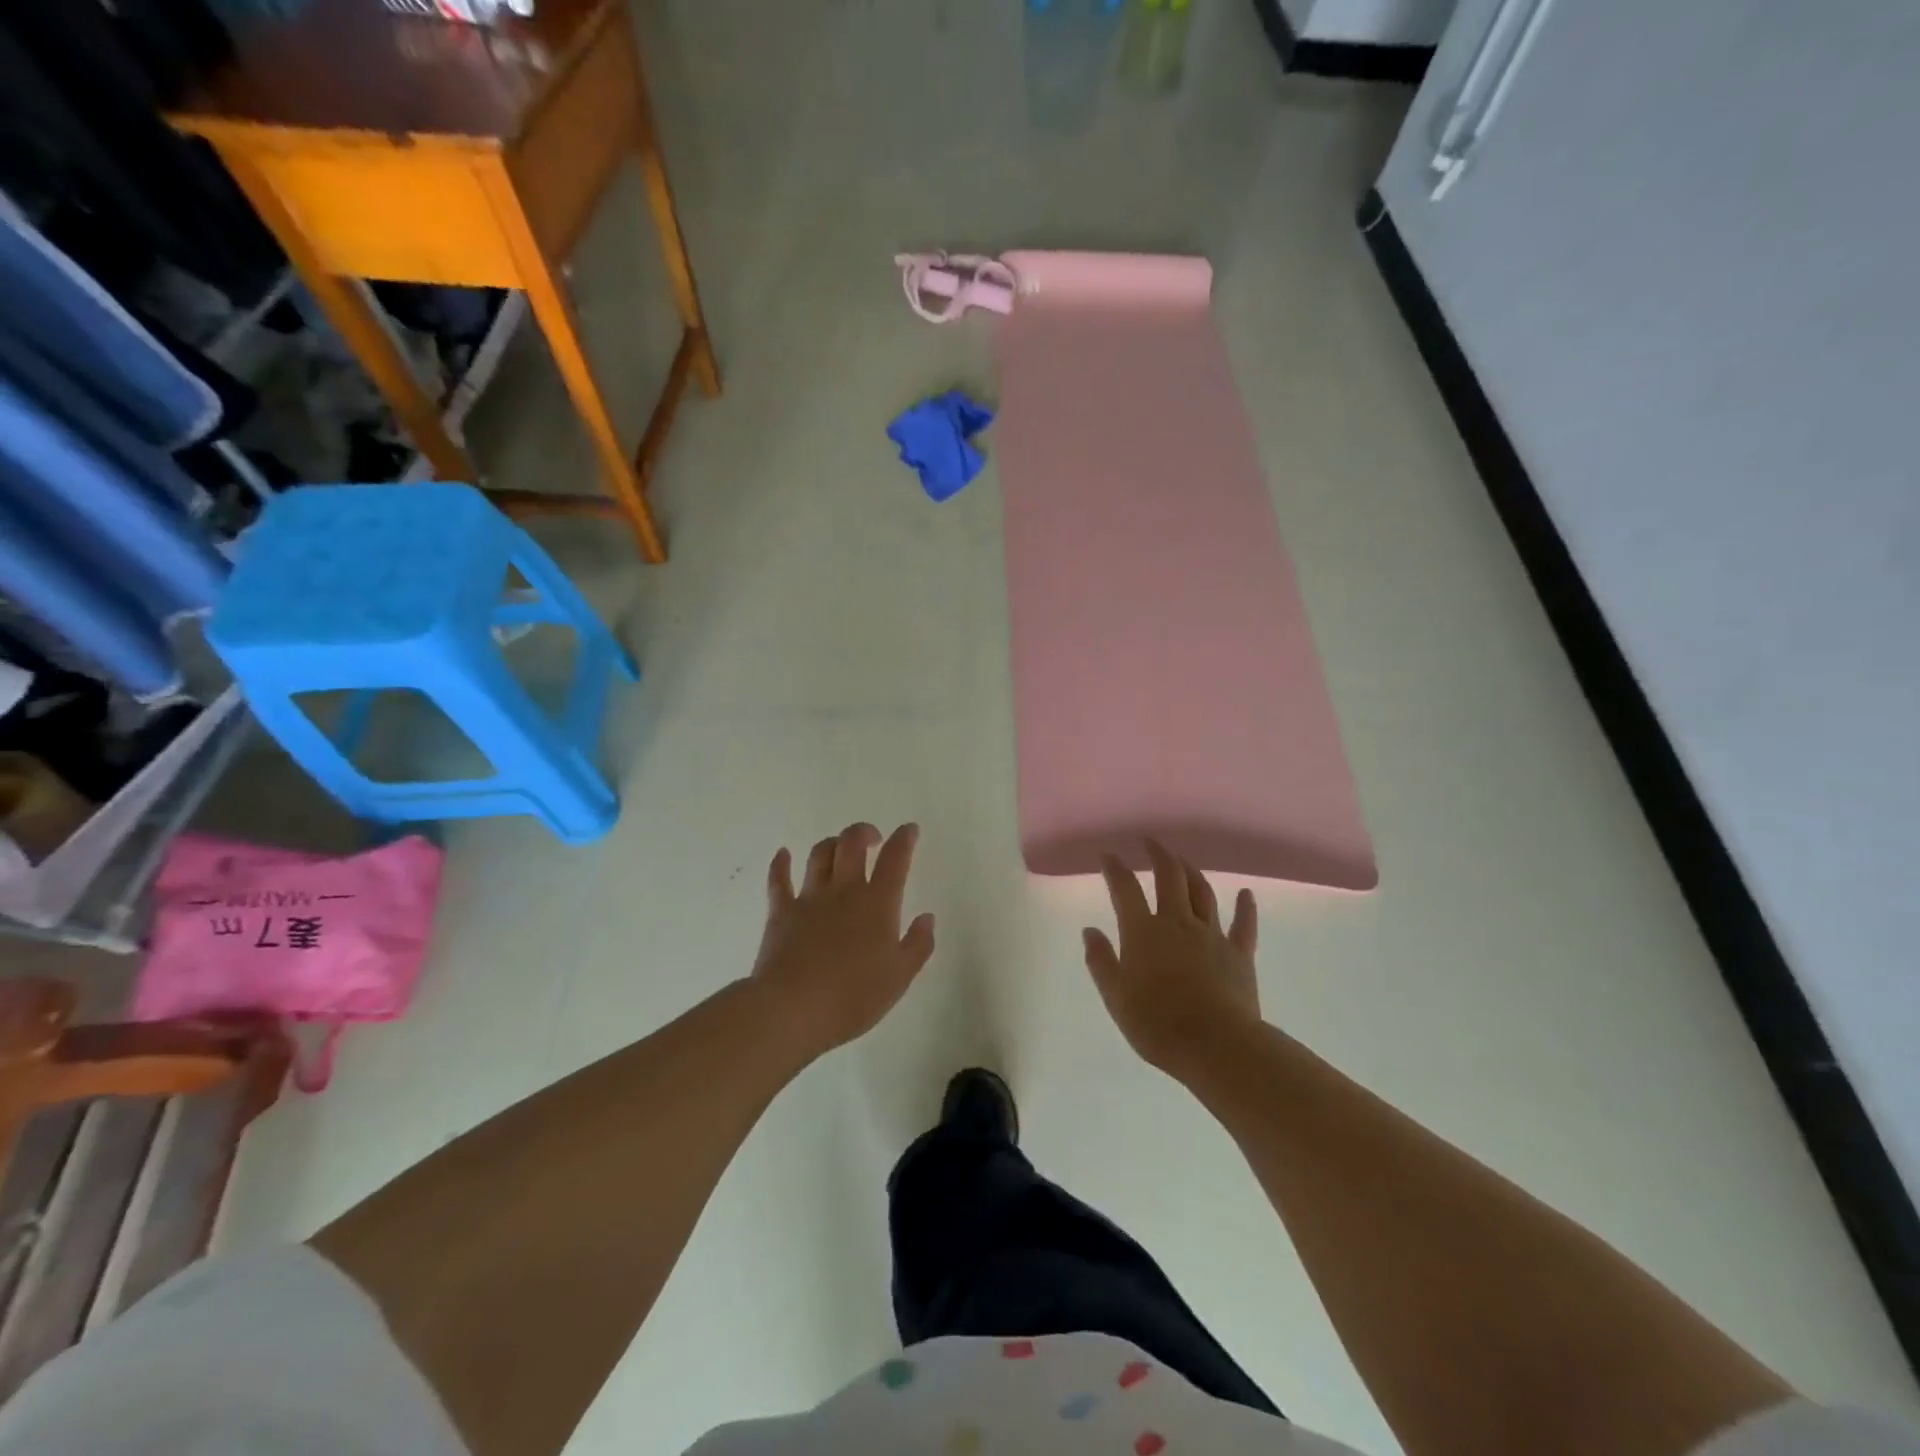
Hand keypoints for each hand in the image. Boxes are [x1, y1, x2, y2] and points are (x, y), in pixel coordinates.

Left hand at [750, 822, 935, 1057]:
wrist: (794, 1009)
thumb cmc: (854, 997)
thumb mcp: (900, 977)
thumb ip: (918, 944)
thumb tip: (927, 917)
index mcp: (878, 903)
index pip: (895, 859)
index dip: (904, 839)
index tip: (909, 830)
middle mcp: (844, 890)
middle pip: (852, 843)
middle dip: (864, 832)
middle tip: (872, 839)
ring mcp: (809, 898)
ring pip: (820, 854)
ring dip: (832, 844)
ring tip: (839, 850)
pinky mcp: (781, 912)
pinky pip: (779, 879)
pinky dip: (781, 863)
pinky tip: (783, 854)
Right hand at [1083, 840, 1262, 1079]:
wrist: (1216, 1046)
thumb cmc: (1157, 1024)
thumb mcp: (1116, 997)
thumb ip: (1101, 961)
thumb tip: (1090, 931)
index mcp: (1143, 932)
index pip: (1125, 889)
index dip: (1114, 869)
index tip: (1108, 855)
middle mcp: (1177, 923)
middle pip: (1169, 878)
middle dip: (1158, 855)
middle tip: (1151, 842)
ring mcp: (1211, 935)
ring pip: (1202, 893)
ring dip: (1191, 872)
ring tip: (1182, 861)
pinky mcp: (1239, 954)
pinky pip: (1243, 925)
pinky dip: (1245, 907)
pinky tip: (1246, 894)